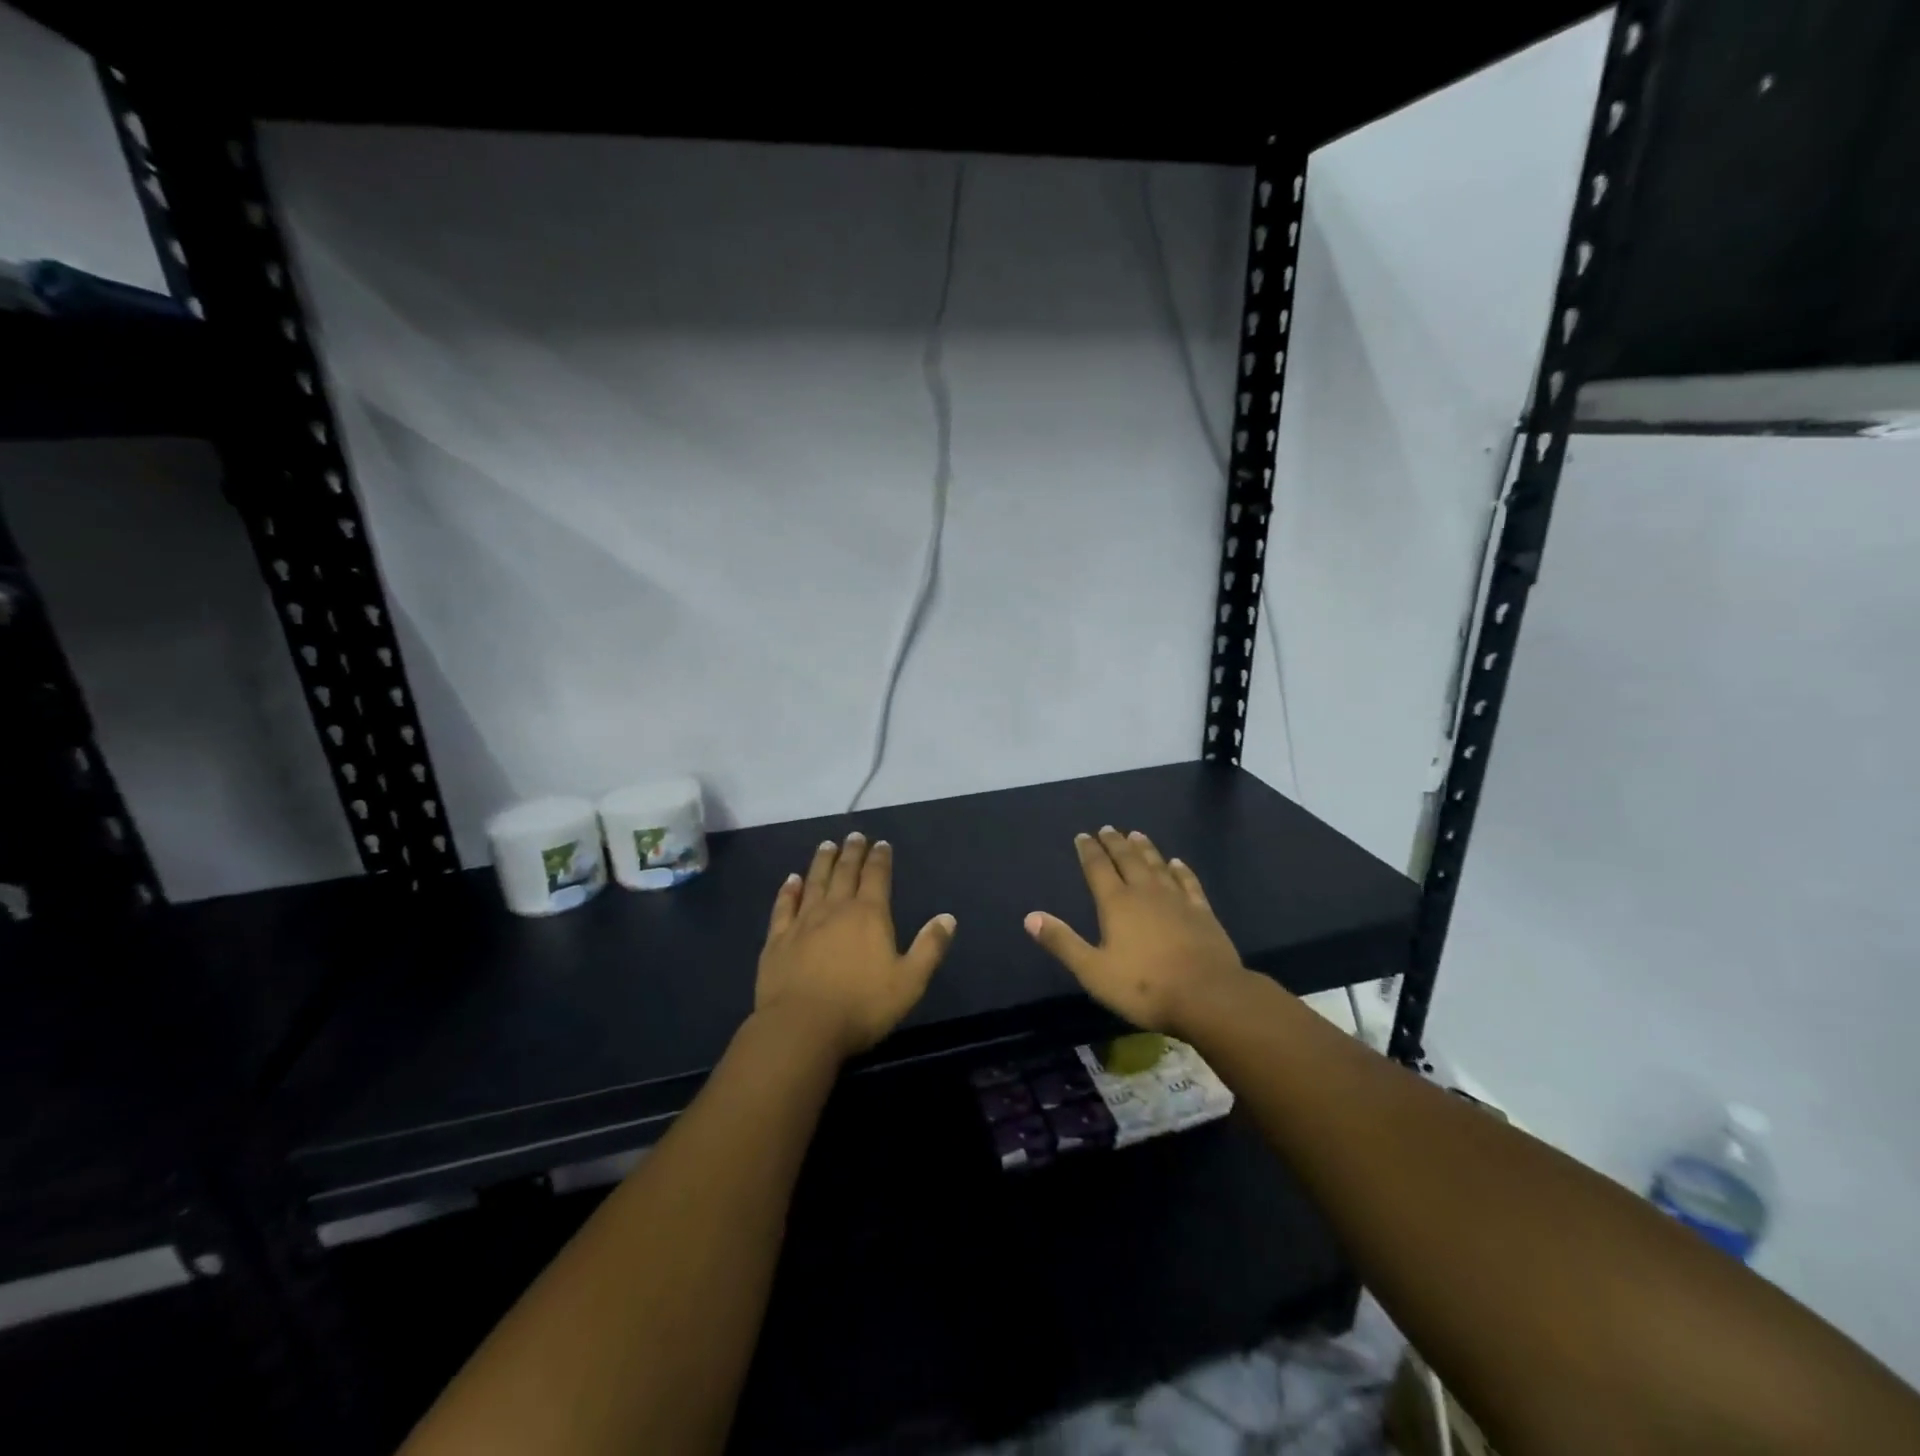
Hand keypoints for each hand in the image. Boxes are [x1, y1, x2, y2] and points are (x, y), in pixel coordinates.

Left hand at [755, 833, 955, 1059]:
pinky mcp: (777, 940)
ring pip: (814, 882)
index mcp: (869, 915)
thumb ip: (929, 948)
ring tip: (826, 845)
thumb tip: (948, 918)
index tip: (881, 843)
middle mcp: (835, 909)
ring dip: (822, 862)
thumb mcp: (909, 982)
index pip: (877, 877)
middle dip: (851, 853)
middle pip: (844, 872)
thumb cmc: (861, 1006)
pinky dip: (788, 890)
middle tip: (854, 836)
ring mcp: (803, 923)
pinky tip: (791, 880)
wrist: (801, 1027)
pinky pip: (783, 906)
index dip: (880, 859)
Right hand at [1024, 827, 1249, 1035]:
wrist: (1208, 996)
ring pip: (1157, 865)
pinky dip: (1181, 870)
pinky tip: (1178, 863)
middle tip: (1108, 828)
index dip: (1088, 851)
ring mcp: (1177, 900)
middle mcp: (1145, 892)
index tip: (1082, 836)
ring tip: (1136, 834)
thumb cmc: (1145, 987)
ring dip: (1145, 849)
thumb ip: (1062, 942)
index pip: (1098, 868)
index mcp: (1116, 903)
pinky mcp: (1202, 912)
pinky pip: (1188, 882)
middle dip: (1115, 843)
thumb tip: (1030, 917)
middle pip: (1127, 859)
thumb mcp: (1093, 970)